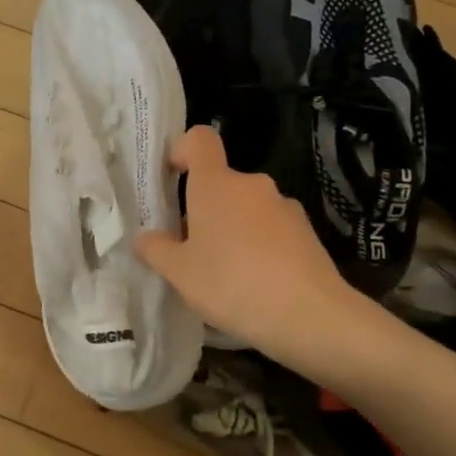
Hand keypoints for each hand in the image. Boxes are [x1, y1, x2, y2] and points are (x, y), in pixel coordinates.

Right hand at [135, 126, 365, 366]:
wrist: (310, 315)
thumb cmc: (232, 283)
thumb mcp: (180, 273)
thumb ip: (156, 250)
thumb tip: (145, 238)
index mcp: (216, 184)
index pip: (199, 139)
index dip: (182, 150)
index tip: (172, 178)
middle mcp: (252, 184)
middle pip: (221, 183)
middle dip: (204, 209)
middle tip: (192, 249)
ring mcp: (284, 207)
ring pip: (247, 208)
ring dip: (233, 229)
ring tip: (226, 274)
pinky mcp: (307, 232)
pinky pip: (272, 229)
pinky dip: (260, 246)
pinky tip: (257, 284)